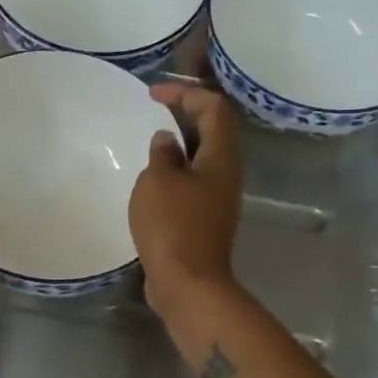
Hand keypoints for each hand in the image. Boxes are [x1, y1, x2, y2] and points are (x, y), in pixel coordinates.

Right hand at [129, 85, 243, 316]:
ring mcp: (218, 198)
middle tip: (154, 109)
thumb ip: (162, 154)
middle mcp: (226, 173)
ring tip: (150, 140)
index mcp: (220, 157)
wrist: (188, 284)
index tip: (153, 95)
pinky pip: (193, 181)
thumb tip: (166, 140)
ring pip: (203, 157)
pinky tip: (153, 177)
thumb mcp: (158, 181)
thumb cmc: (173, 226)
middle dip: (185, 113)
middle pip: (213, 130)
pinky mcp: (205, 219)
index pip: (213, 108)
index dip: (186, 93)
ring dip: (180, 142)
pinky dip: (175, 169)